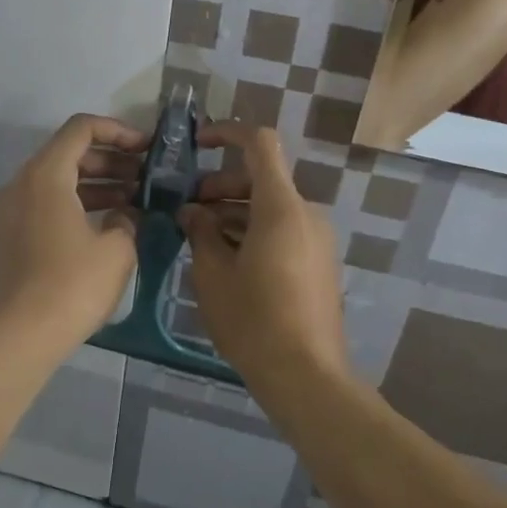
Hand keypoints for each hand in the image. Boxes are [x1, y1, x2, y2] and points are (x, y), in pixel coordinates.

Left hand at [0, 114, 146, 353]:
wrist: (22, 334)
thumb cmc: (73, 285)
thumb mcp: (117, 249)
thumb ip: (127, 220)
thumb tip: (125, 217)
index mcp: (45, 175)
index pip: (81, 129)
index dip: (118, 131)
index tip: (145, 149)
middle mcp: (22, 183)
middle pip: (68, 153)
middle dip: (110, 160)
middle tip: (146, 177)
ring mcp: (11, 210)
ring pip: (57, 180)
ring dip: (96, 183)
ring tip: (134, 200)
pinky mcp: (11, 235)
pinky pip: (46, 203)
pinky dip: (76, 203)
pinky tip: (108, 223)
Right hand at [178, 123, 349, 390]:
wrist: (305, 375)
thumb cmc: (253, 319)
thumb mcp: (213, 274)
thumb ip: (200, 232)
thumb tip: (192, 212)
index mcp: (281, 207)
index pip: (259, 143)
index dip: (227, 133)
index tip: (197, 144)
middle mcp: (306, 213)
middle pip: (262, 177)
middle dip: (221, 185)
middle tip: (187, 210)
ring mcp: (317, 239)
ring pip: (271, 207)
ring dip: (235, 211)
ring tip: (200, 238)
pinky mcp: (319, 262)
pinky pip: (284, 230)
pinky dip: (254, 231)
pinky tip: (227, 259)